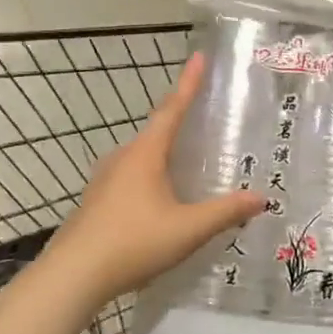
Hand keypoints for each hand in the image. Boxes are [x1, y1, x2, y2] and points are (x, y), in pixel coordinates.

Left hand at [45, 52, 264, 305]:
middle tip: (203, 112)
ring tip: (186, 157)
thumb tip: (261, 198)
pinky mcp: (96, 202)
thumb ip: (225, 212)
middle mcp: (123, 158)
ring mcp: (105, 180)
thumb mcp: (188, 229)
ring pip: (142, 156)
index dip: (188, 83)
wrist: (71, 276)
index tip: (199, 57)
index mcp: (146, 154)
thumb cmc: (132, 243)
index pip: (172, 109)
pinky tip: (160, 198)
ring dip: (164, 151)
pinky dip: (151, 175)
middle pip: (156, 130)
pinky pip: (131, 176)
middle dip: (179, 118)